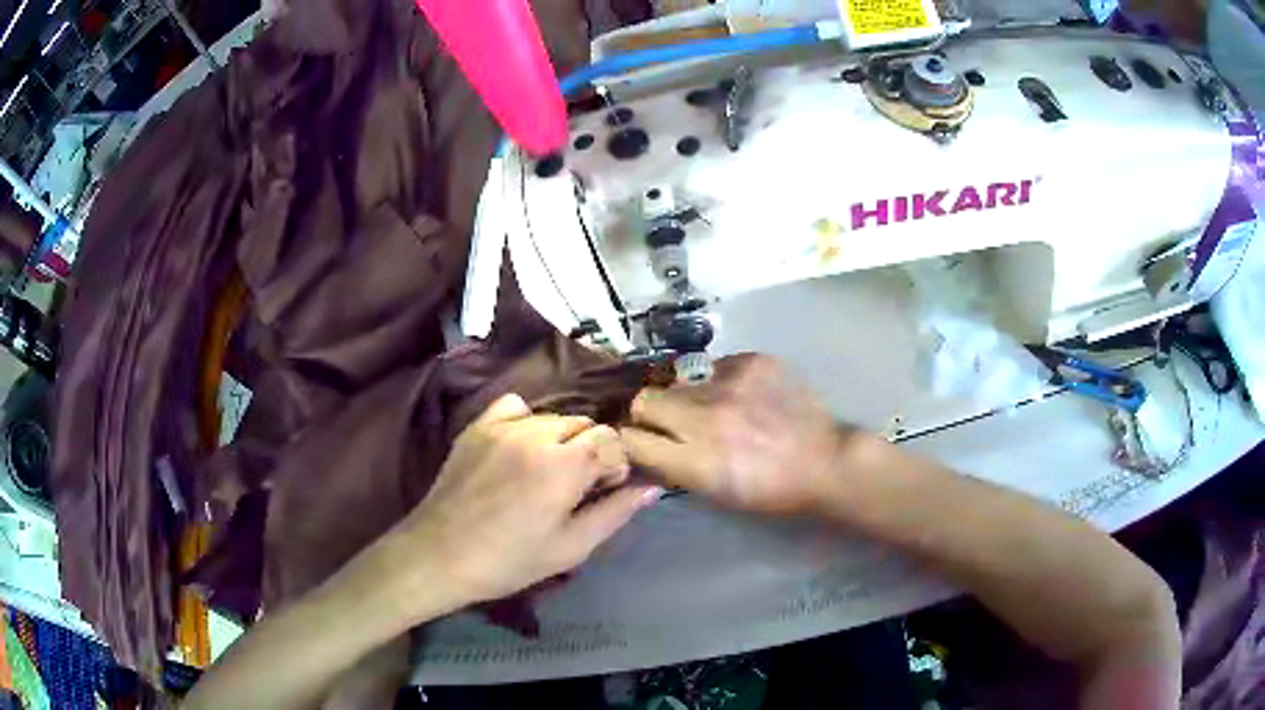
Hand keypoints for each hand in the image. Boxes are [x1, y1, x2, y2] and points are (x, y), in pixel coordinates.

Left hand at [390, 394, 661, 611]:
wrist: (440, 555)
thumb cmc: (510, 560)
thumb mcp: (571, 547)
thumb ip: (615, 512)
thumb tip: (651, 487)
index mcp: (565, 464)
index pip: (611, 440)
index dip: (615, 465)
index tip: (601, 492)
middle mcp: (537, 433)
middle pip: (584, 425)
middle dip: (590, 451)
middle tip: (574, 488)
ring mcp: (503, 426)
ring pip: (553, 417)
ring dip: (561, 439)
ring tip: (544, 474)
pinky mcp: (478, 426)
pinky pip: (515, 406)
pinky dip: (527, 422)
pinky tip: (519, 449)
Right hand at [621, 354, 846, 514]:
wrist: (826, 463)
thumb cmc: (770, 492)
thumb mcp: (715, 494)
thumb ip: (673, 468)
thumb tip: (642, 448)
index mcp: (696, 461)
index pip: (630, 440)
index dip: (629, 441)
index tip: (637, 441)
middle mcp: (706, 417)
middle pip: (643, 400)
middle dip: (649, 413)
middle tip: (670, 422)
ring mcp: (731, 384)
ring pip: (678, 380)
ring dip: (686, 397)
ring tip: (712, 408)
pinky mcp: (753, 361)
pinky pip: (716, 367)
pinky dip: (721, 382)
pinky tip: (744, 396)